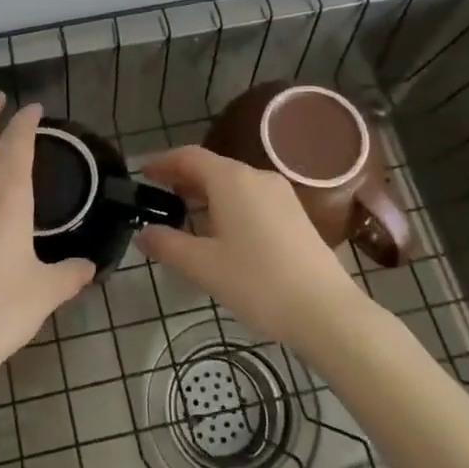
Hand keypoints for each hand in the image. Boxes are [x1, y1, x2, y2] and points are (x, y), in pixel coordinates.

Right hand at [137, 145, 362, 346]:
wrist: (325, 310)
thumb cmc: (257, 282)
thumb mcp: (202, 266)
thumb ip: (167, 245)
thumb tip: (144, 233)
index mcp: (231, 180)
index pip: (189, 156)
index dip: (163, 162)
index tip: (143, 173)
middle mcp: (257, 177)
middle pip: (212, 167)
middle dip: (183, 178)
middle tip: (158, 196)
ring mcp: (281, 194)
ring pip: (234, 183)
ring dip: (206, 193)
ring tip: (185, 216)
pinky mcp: (295, 214)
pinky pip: (252, 198)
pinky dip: (228, 205)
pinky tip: (221, 232)